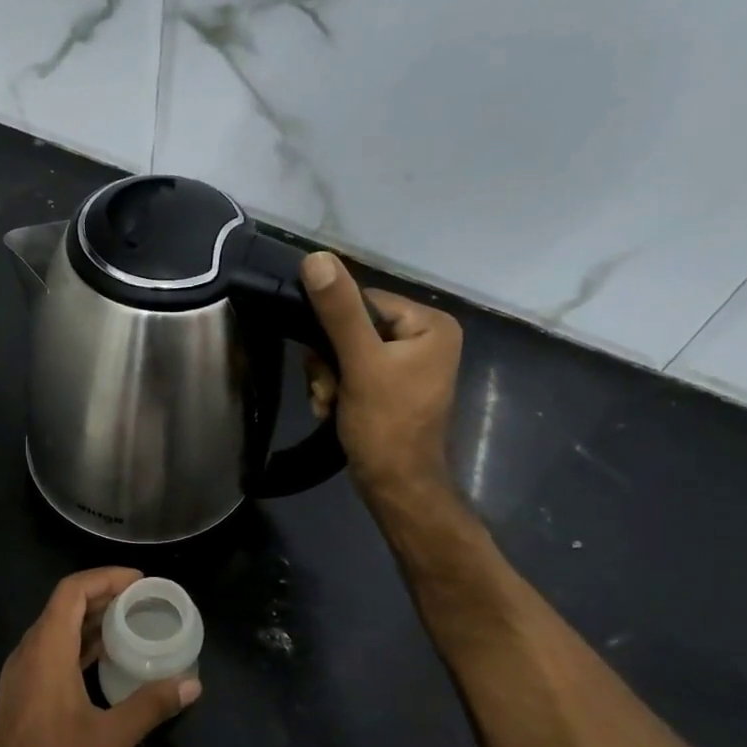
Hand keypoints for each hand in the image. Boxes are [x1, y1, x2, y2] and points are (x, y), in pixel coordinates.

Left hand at [0, 568, 199, 746]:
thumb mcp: (110, 739)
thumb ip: (150, 705)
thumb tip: (192, 684)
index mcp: (46, 651)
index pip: (72, 591)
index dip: (106, 577)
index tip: (140, 581)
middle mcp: (29, 654)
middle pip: (64, 607)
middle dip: (103, 597)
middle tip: (143, 602)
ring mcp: (21, 676)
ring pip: (57, 632)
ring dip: (91, 623)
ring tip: (130, 626)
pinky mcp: (21, 697)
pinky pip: (51, 655)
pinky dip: (79, 648)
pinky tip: (105, 664)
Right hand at [301, 251, 463, 502]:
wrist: (395, 488)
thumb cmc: (385, 425)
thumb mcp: (359, 363)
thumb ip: (338, 311)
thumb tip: (316, 258)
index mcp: (430, 324)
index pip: (363, 301)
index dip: (332, 329)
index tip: (323, 362)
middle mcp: (424, 339)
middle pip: (351, 329)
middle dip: (328, 362)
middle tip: (328, 390)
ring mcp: (408, 366)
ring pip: (344, 353)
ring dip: (327, 379)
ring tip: (330, 404)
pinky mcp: (391, 387)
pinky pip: (351, 373)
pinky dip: (335, 391)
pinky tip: (333, 410)